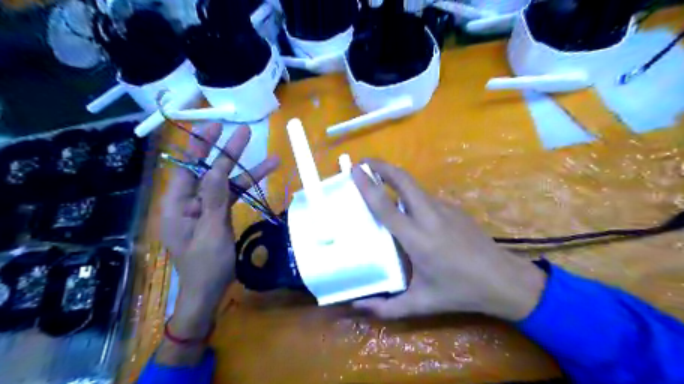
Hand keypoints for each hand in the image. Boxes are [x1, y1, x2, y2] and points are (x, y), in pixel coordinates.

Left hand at [161, 123, 276, 328]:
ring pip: (225, 184)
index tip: (215, 128)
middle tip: (243, 133)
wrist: (209, 292)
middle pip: (208, 171)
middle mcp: (189, 202)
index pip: (188, 168)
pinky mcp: (218, 216)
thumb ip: (214, 199)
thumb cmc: (206, 266)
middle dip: (226, 153)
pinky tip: (265, 178)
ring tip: (270, 158)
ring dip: (246, 171)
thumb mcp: (211, 231)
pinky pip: (232, 197)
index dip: (201, 146)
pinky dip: (248, 188)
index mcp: (177, 205)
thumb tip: (215, 169)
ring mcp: (205, 209)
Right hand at [352, 159, 546, 320]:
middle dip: (381, 166)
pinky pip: (425, 197)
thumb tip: (357, 305)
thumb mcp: (420, 304)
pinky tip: (407, 209)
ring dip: (395, 178)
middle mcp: (429, 216)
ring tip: (379, 183)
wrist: (502, 280)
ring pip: (414, 186)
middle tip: (363, 164)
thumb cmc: (459, 292)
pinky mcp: (454, 208)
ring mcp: (444, 209)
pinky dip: (409, 194)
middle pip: (403, 179)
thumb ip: (386, 308)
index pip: (385, 206)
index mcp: (417, 238)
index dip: (367, 186)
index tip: (354, 170)